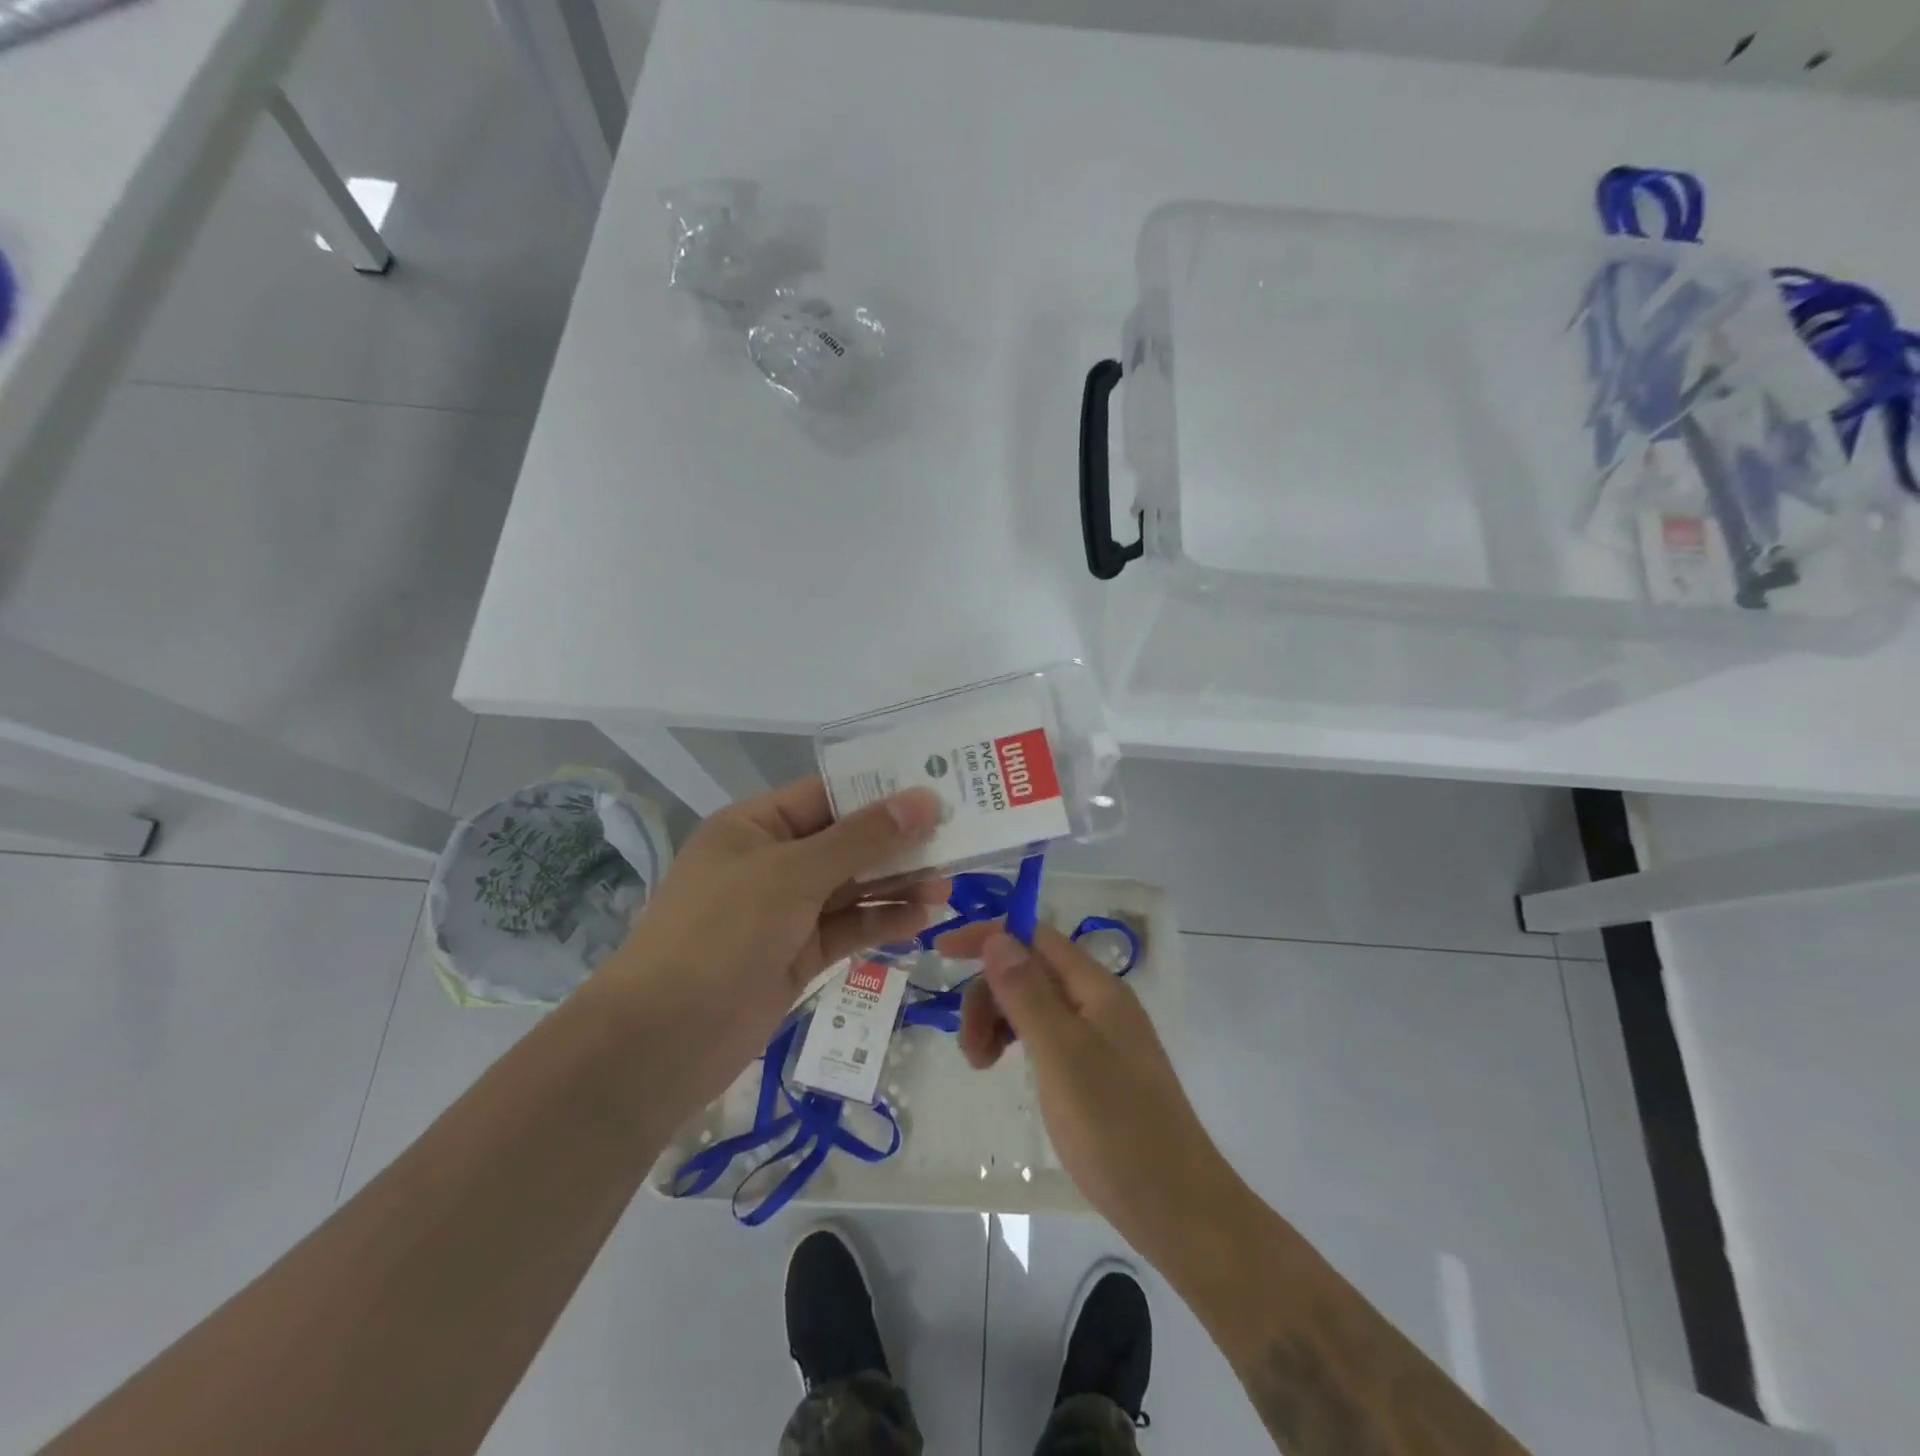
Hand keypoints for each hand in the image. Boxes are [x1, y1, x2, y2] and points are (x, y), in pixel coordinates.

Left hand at [596, 777, 945, 1126]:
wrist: (663, 1041)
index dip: (880, 792)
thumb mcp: (792, 874)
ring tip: (949, 884)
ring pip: (851, 887)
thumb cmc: (721, 933)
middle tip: (956, 838)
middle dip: (897, 841)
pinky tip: (922, 918)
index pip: (827, 795)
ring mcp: (784, 911)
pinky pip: (848, 928)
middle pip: (845, 841)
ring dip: (897, 884)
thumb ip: (861, 838)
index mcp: (755, 826)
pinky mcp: (798, 955)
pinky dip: (882, 921)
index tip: (937, 791)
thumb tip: (922, 799)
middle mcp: (771, 862)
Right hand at [943, 924, 1240, 1262]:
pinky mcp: (1096, 1069)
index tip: (942, 953)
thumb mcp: (1061, 1054)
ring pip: (1034, 1004)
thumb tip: (996, 937)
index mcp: (1096, 987)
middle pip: (1030, 971)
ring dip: (998, 1021)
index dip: (988, 937)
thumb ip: (1026, 993)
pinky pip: (1046, 1035)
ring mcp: (1100, 1036)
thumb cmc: (1115, 1127)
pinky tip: (1006, 1069)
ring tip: (980, 1065)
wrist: (1176, 1207)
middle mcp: (1099, 1001)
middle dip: (989, 995)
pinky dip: (1017, 1043)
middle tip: (970, 1048)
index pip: (1034, 936)